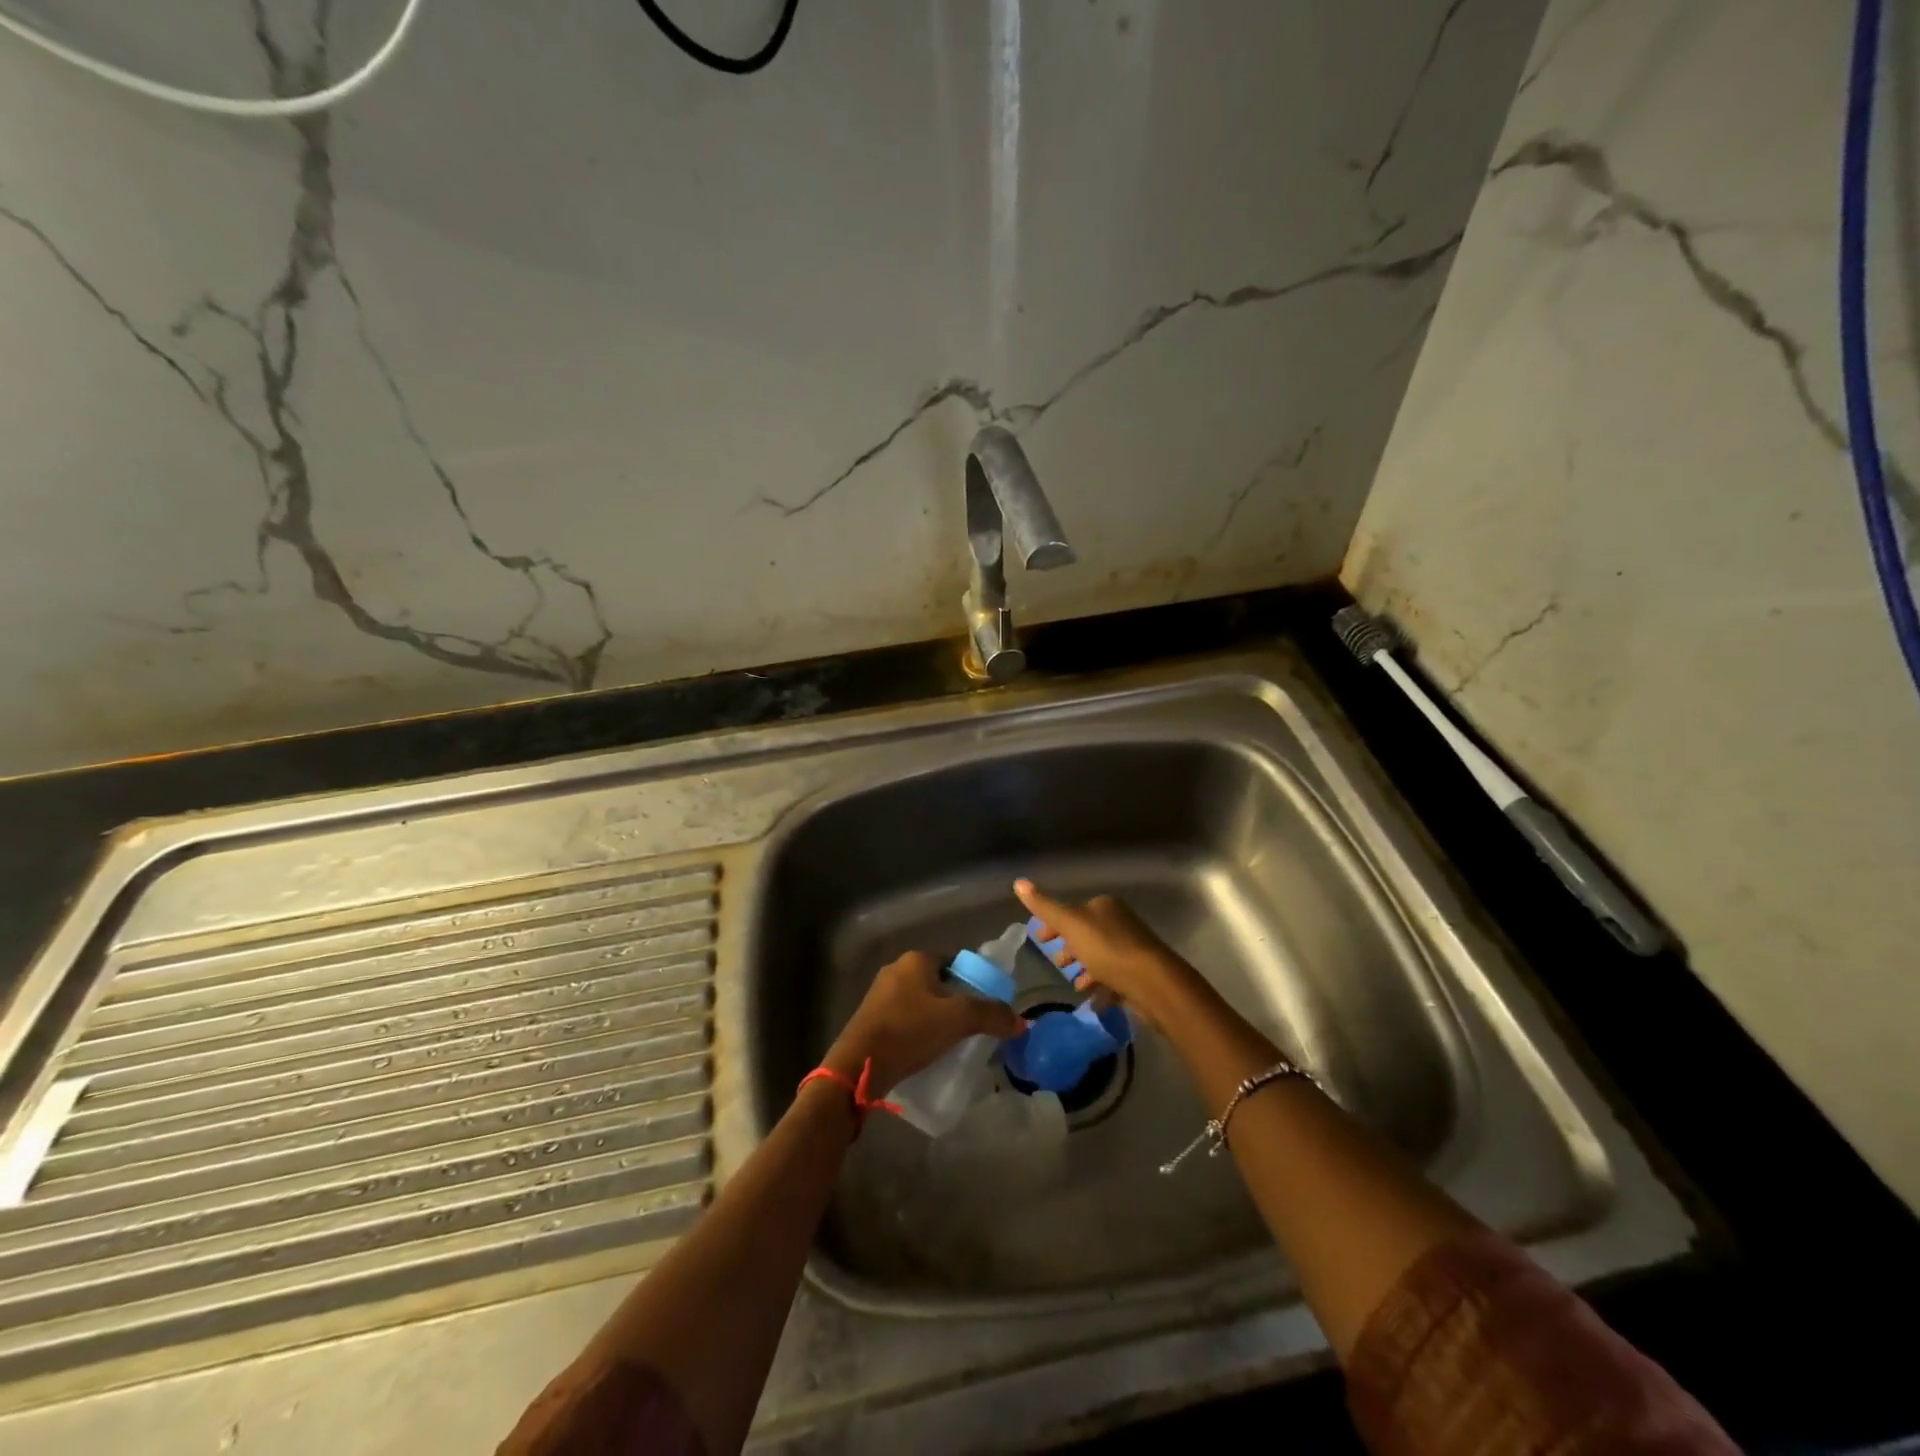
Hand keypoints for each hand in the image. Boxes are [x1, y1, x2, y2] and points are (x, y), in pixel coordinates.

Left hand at [823, 950, 1021, 1097]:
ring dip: (938, 1018)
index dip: (975, 982)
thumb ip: (992, 1016)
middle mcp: (896, 970)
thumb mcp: (958, 1020)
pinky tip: (929, 1051)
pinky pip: (906, 1019)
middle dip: (957, 1003)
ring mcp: (880, 994)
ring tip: (954, 1042)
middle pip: (939, 983)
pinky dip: (920, 1030)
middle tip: (975, 1027)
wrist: (859, 1065)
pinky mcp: (872, 1019)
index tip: (987, 1006)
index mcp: (916, 960)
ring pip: (922, 1002)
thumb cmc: (909, 1031)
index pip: (956, 962)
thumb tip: (1021, 1022)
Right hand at [1013, 879, 1203, 1025]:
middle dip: (1070, 948)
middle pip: (1087, 933)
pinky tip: (1093, 999)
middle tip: (1058, 965)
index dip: (1053, 925)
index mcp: (1104, 906)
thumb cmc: (1107, 948)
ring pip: (1100, 956)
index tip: (1040, 940)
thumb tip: (1018, 882)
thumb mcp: (1070, 924)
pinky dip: (1101, 986)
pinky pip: (1114, 977)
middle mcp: (1120, 922)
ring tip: (1076, 985)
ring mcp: (1132, 947)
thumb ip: (1044, 906)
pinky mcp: (1140, 972)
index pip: (1072, 910)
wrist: (1153, 983)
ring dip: (1085, 969)